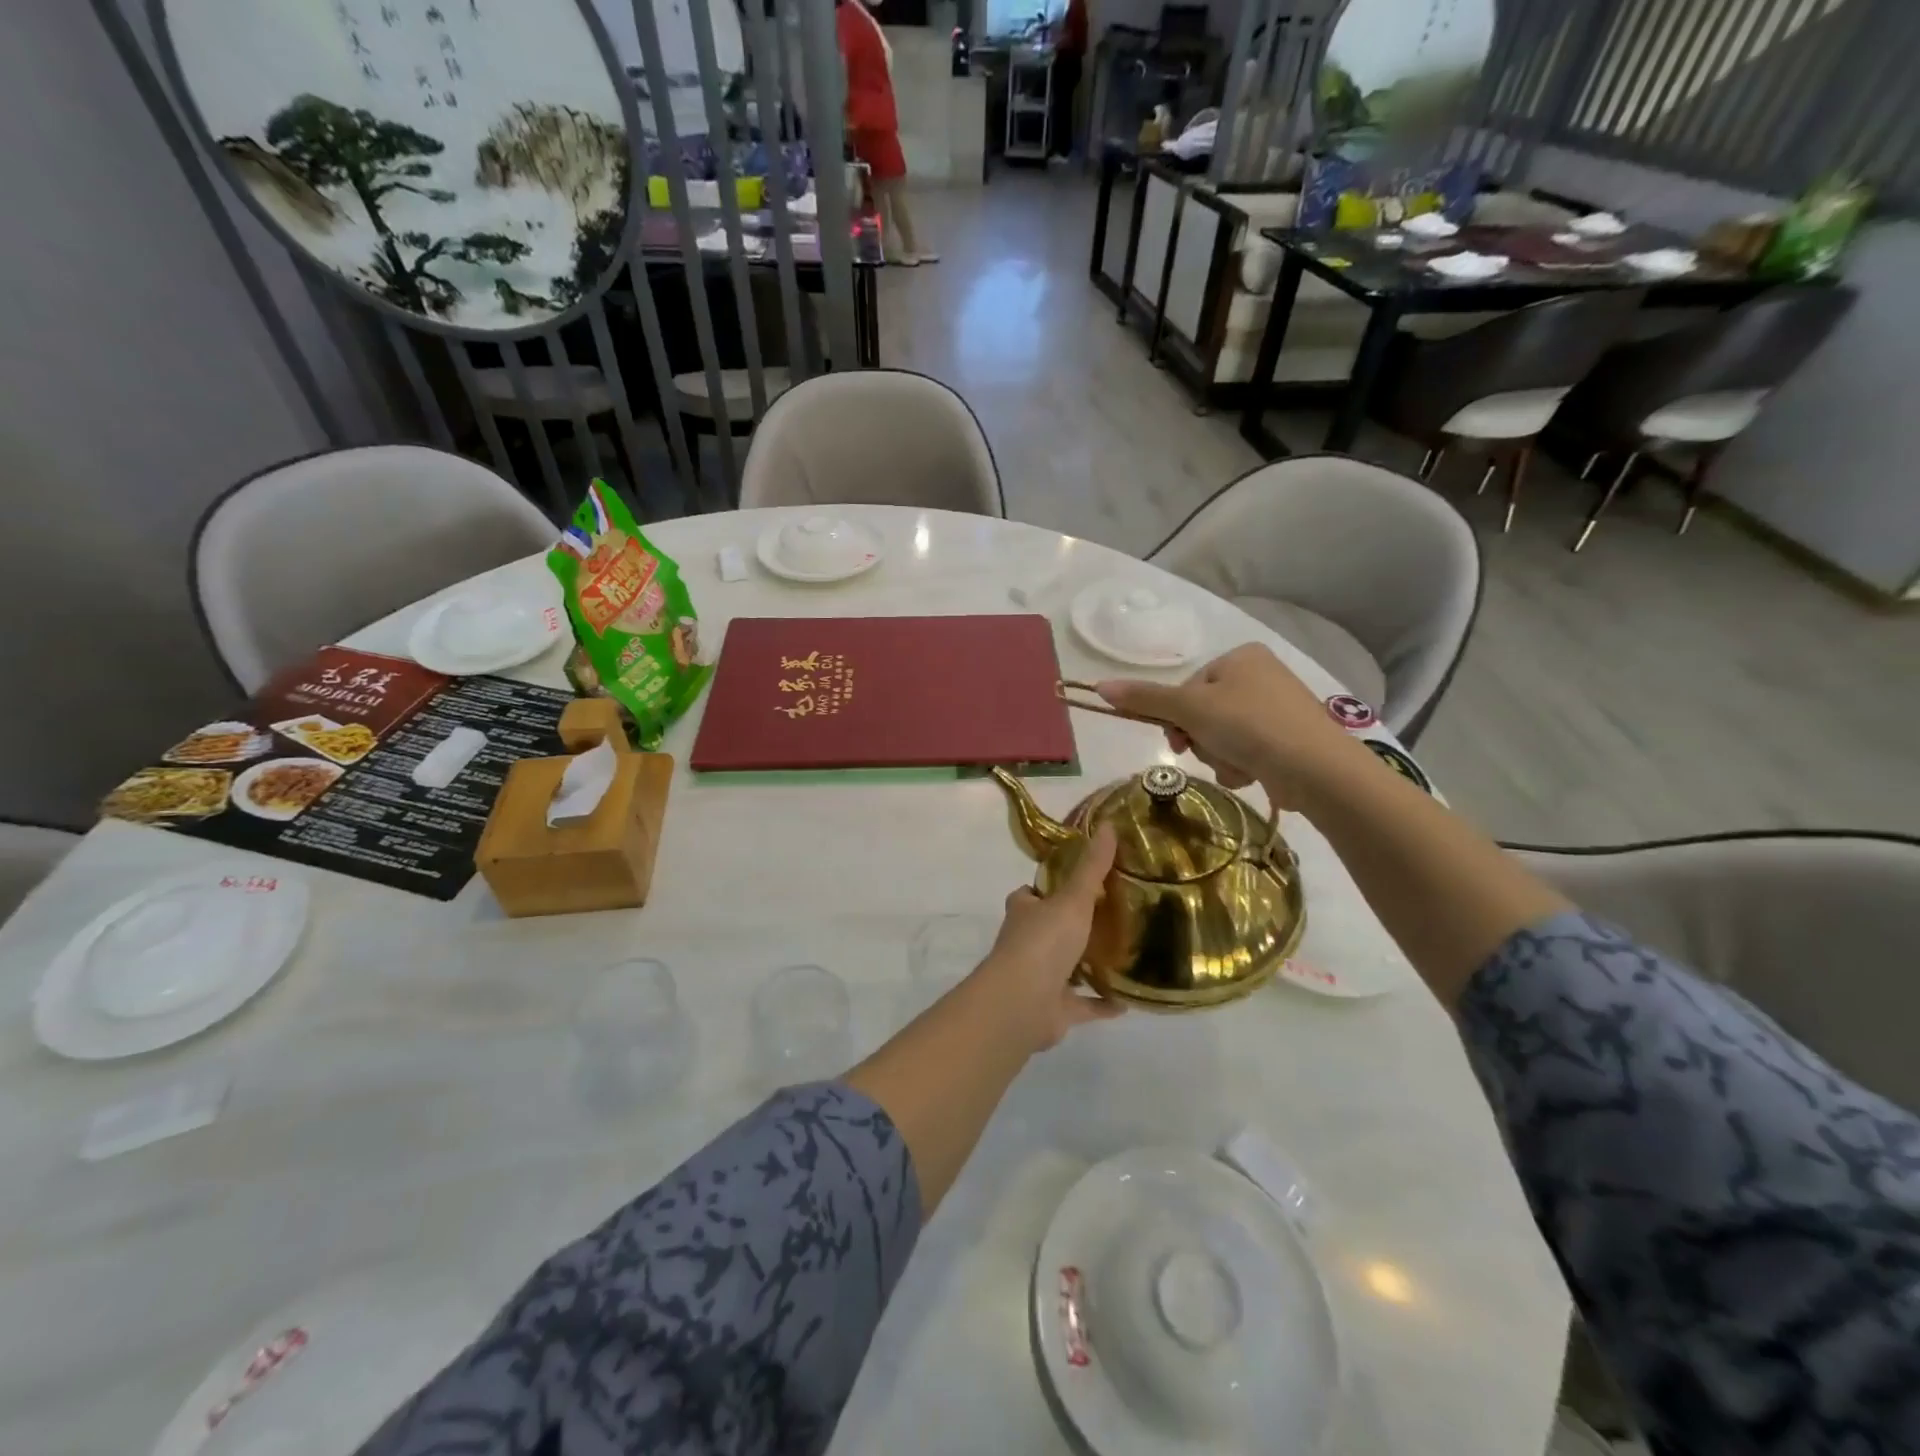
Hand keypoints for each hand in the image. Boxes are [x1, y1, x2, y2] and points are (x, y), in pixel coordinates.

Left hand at [971, 824, 1124, 1052]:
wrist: (1023, 1002)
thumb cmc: (1043, 942)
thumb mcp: (1072, 898)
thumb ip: (1091, 868)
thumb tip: (1106, 825)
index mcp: (1024, 913)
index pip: (1030, 895)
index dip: (1047, 888)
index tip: (1078, 882)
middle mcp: (1027, 943)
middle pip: (1049, 929)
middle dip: (1072, 924)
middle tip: (1112, 915)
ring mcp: (1039, 978)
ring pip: (1066, 967)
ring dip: (1088, 964)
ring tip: (1124, 953)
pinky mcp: (1054, 1009)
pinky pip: (1083, 1005)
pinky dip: (1102, 1003)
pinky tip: (1129, 1000)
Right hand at [1096, 644, 1363, 807]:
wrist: (1316, 768)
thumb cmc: (1249, 726)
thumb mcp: (1190, 709)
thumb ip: (1145, 698)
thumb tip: (1099, 687)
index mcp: (1240, 656)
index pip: (1188, 687)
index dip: (1177, 716)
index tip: (1178, 739)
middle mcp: (1261, 676)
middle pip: (1203, 713)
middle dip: (1201, 739)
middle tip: (1208, 752)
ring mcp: (1279, 709)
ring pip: (1222, 736)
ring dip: (1219, 756)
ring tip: (1237, 765)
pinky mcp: (1290, 740)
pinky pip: (1247, 751)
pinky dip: (1242, 765)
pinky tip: (1254, 773)